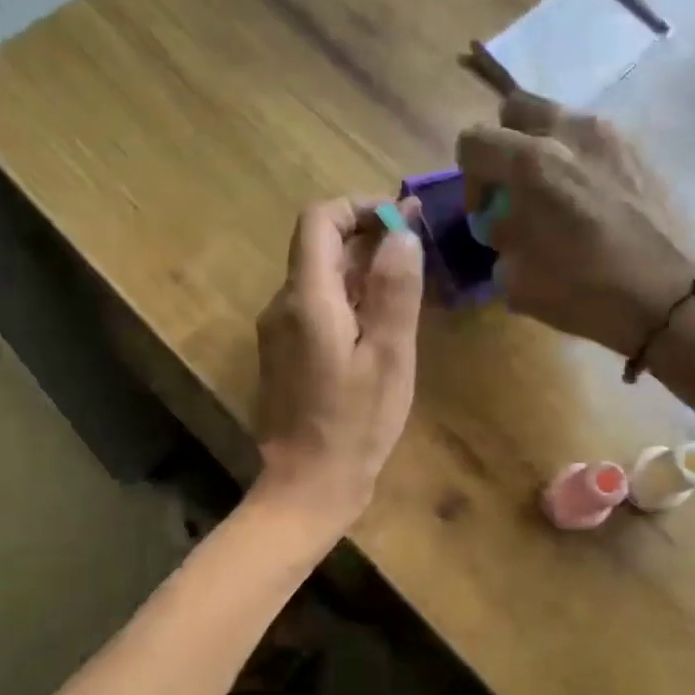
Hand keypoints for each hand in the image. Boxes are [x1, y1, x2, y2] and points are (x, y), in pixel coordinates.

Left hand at [252, 197, 423, 529]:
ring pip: (318, 279)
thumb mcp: (388, 356)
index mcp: (306, 299)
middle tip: (417, 256)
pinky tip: (378, 329)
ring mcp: (278, 332)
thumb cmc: (355, 425)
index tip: (401, 222)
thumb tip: (401, 232)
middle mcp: (282, 306)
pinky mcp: (283, 355)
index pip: (319, 220)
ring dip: (360, 273)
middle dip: (367, 239)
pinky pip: (315, 310)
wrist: (307, 486)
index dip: (359, 209)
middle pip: (319, 247)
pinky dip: (347, 302)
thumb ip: (394, 290)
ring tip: (405, 292)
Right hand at [456, 93, 694, 357]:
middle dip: (506, 145)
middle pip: (516, 109)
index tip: (487, 213)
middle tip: (516, 189)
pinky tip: (591, 203)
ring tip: (557, 197)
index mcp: (531, 162)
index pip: (473, 141)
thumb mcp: (515, 278)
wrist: (666, 297)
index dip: (470, 179)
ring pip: (558, 120)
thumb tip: (505, 222)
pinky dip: (580, 161)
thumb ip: (500, 238)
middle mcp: (569, 132)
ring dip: (545, 150)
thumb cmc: (583, 290)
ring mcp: (611, 135)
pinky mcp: (640, 149)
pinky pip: (593, 140)